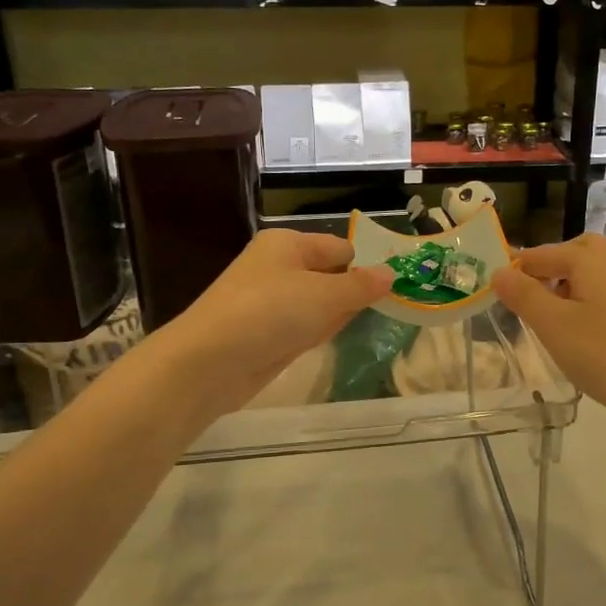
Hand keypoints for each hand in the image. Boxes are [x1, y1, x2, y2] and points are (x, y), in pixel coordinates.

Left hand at [154, 229, 391, 412]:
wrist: (209, 362)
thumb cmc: (270, 313)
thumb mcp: (324, 296)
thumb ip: (361, 287)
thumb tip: (391, 273)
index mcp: (288, 244)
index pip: (339, 248)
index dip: (366, 265)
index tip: (396, 286)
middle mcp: (278, 267)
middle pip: (328, 274)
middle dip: (354, 290)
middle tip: (394, 305)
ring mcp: (270, 302)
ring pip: (316, 303)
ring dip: (338, 312)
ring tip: (373, 320)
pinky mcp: (265, 334)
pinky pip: (302, 326)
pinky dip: (318, 331)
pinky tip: (335, 338)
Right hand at [493, 233, 605, 425]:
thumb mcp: (554, 326)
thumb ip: (524, 295)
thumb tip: (499, 271)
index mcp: (590, 258)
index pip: (541, 254)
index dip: (515, 269)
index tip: (495, 290)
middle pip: (575, 253)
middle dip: (548, 270)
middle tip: (529, 299)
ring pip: (595, 273)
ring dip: (571, 287)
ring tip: (555, 321)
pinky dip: (593, 302)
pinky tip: (589, 334)